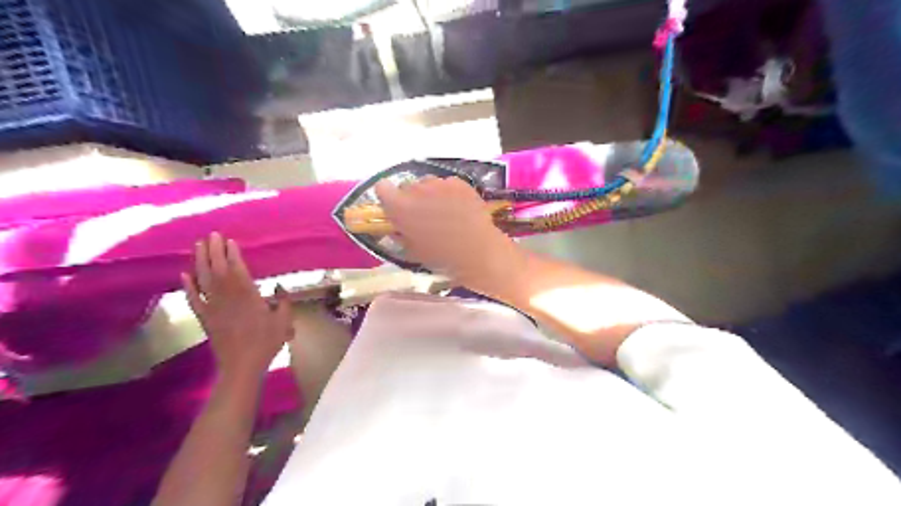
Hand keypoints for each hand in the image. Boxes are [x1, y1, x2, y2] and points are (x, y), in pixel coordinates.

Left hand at [179, 231, 294, 379]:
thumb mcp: (284, 320)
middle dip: (214, 250)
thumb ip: (282, 301)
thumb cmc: (267, 341)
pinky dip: (187, 286)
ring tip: (198, 245)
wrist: (242, 364)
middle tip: (212, 234)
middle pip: (217, 269)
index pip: (237, 269)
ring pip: (203, 279)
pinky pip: (193, 299)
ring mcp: (212, 306)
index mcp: (248, 295)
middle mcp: (227, 296)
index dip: (232, 254)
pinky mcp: (204, 318)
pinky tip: (183, 274)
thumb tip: (279, 287)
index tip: (229, 240)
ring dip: (199, 261)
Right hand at [375, 176, 521, 288]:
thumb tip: (396, 227)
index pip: (382, 188)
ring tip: (444, 212)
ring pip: (428, 183)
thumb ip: (400, 235)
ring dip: (431, 195)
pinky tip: (459, 209)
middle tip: (423, 216)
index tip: (395, 209)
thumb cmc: (441, 256)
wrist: (477, 250)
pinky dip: (450, 193)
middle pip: (407, 186)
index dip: (388, 198)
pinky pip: (447, 184)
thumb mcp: (412, 251)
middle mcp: (416, 189)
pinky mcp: (458, 182)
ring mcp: (439, 183)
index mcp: (400, 207)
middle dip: (412, 198)